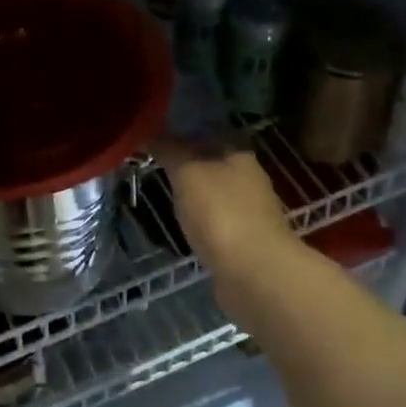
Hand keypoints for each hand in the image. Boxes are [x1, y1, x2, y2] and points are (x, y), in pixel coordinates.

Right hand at [156, 135, 297, 283]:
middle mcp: (250, 179)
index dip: (182, 133)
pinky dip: (201, 222)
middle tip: (154, 165)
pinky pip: (217, 223)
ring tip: (164, 194)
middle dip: (187, 164)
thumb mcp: (188, 173)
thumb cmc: (220, 213)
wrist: (254, 274)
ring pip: (215, 194)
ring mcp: (250, 213)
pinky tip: (183, 226)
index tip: (154, 137)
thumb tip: (151, 134)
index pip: (208, 133)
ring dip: (194, 195)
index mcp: (240, 155)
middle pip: (213, 163)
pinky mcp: (245, 242)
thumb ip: (170, 151)